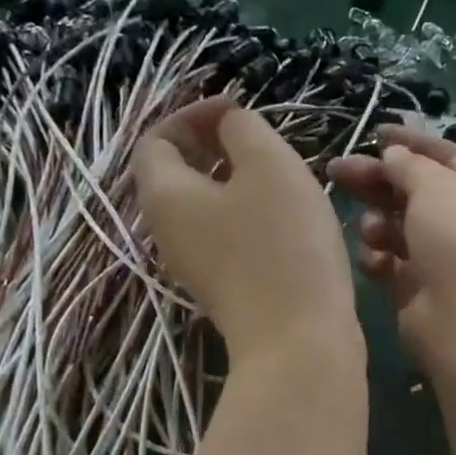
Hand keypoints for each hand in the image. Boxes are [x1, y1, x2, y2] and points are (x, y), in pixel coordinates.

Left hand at [134, 98, 358, 362]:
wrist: (299, 342)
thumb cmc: (282, 246)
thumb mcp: (268, 165)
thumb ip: (242, 129)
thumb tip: (229, 127)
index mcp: (164, 195)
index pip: (156, 138)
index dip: (193, 115)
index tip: (239, 112)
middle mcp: (168, 232)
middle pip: (180, 174)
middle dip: (219, 148)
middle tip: (266, 144)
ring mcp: (196, 266)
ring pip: (209, 207)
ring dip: (241, 183)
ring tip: (286, 180)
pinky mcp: (226, 290)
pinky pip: (229, 237)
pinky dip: (252, 217)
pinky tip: (292, 222)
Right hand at [327, 126, 455, 386]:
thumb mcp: (437, 187)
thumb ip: (409, 165)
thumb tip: (394, 155)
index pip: (443, 155)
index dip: (410, 142)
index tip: (374, 132)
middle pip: (411, 188)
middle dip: (376, 179)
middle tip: (337, 171)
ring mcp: (438, 256)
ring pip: (396, 225)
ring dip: (377, 221)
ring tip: (371, 230)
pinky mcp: (415, 288)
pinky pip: (388, 261)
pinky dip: (377, 257)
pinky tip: (375, 260)